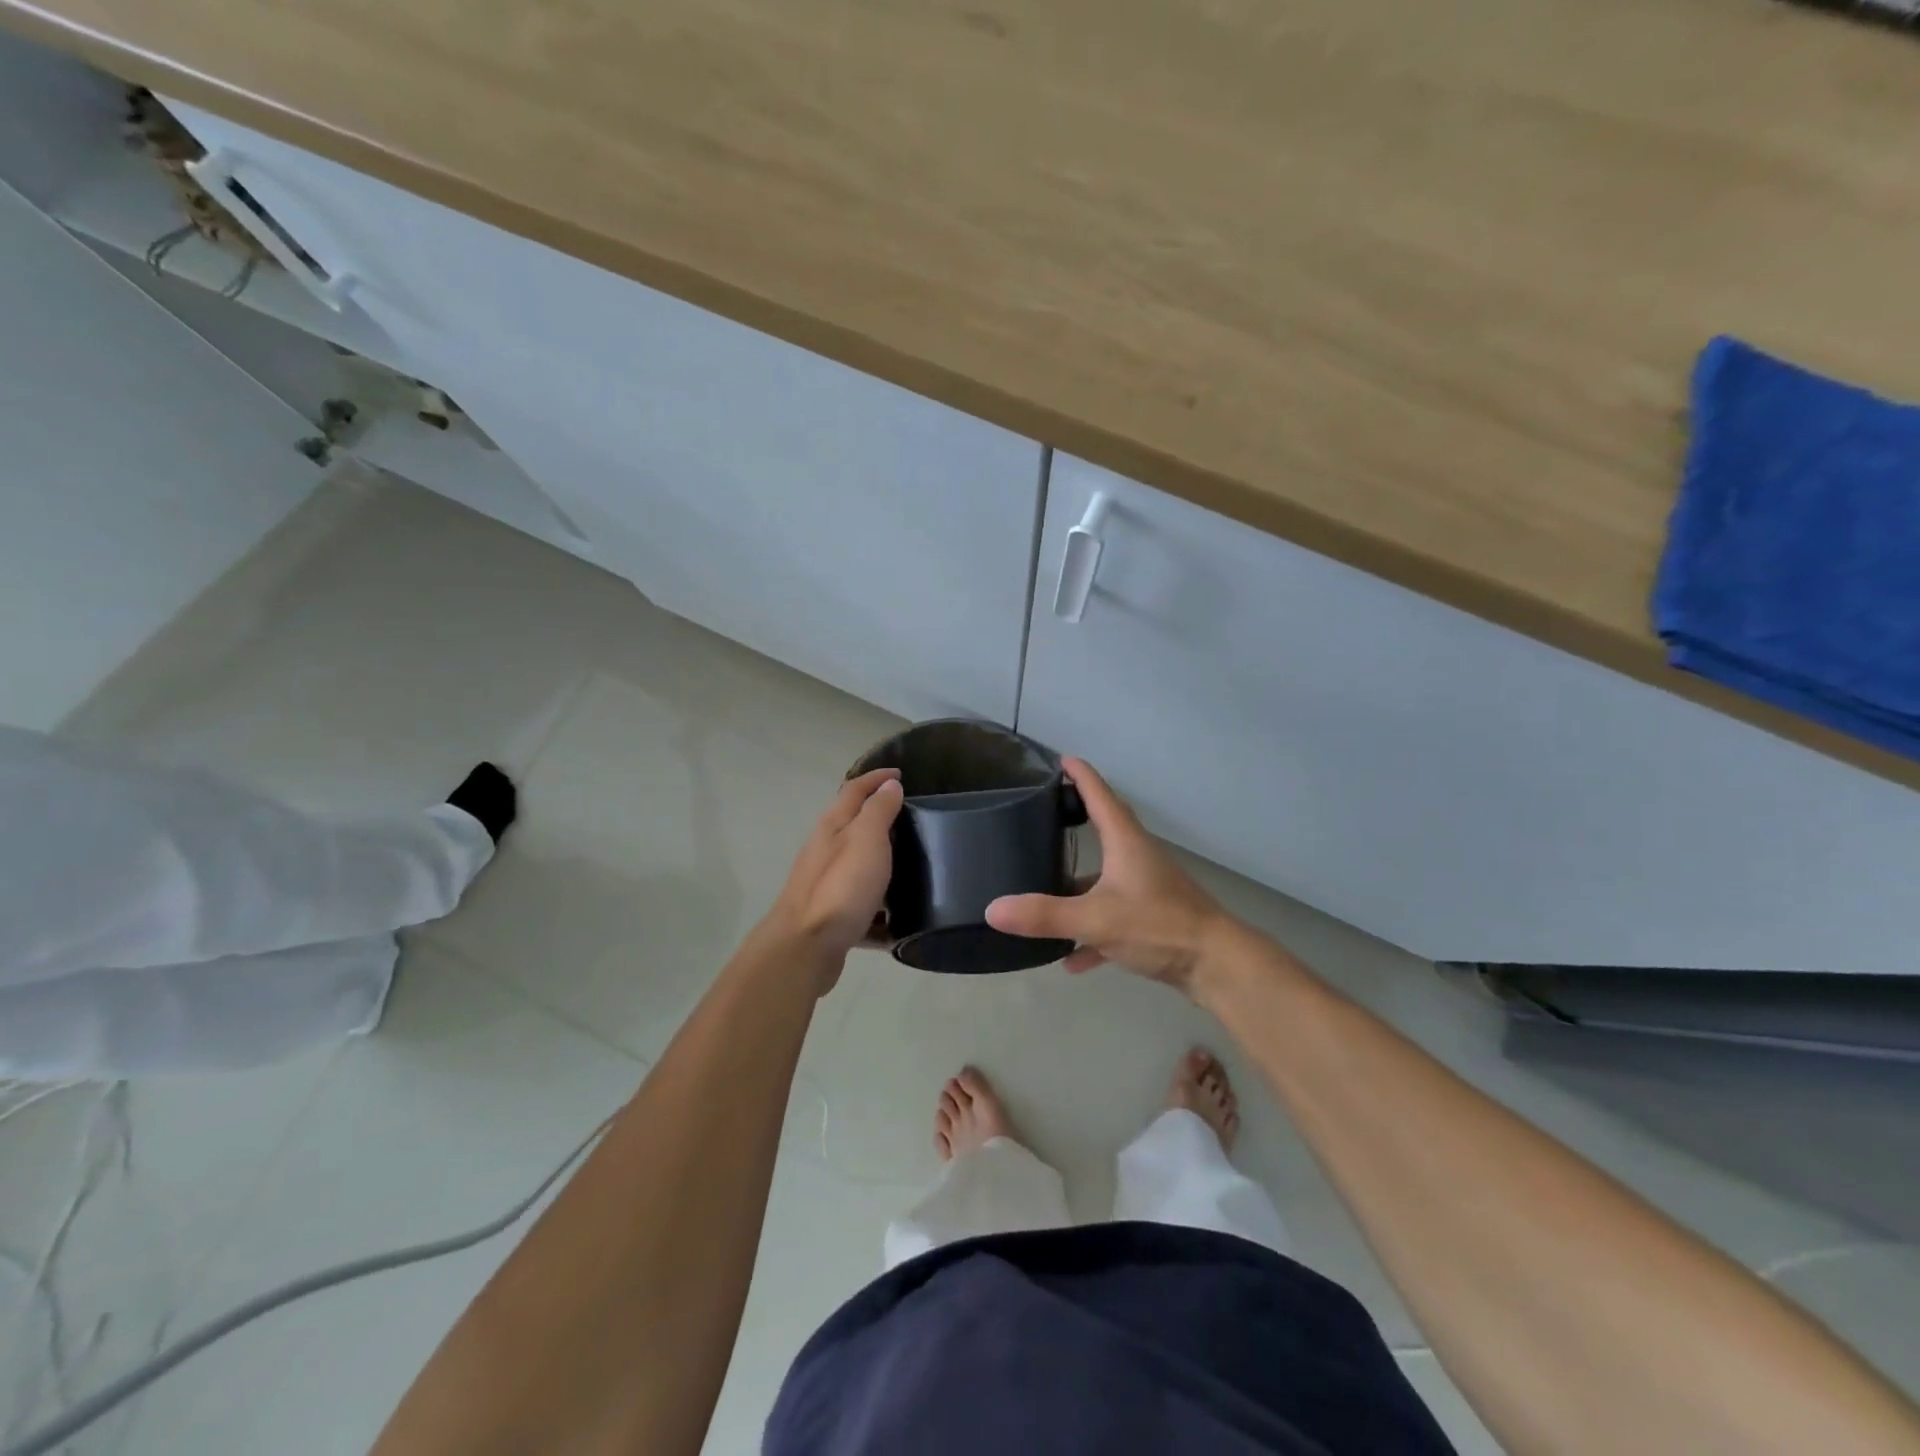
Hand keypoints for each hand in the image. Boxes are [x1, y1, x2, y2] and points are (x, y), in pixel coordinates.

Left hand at [762, 768, 903, 987]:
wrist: (805, 948)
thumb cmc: (840, 887)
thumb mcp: (866, 840)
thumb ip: (878, 811)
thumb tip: (889, 786)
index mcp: (833, 827)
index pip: (854, 790)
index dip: (876, 778)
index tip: (901, 774)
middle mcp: (826, 851)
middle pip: (854, 827)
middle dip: (881, 821)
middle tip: (915, 822)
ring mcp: (827, 885)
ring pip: (859, 866)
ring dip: (883, 864)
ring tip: (915, 870)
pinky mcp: (833, 917)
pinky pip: (863, 905)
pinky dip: (880, 908)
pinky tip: (900, 919)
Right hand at [986, 759, 1234, 997]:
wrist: (1216, 965)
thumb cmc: (1158, 926)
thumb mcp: (1096, 920)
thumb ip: (1045, 915)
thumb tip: (992, 909)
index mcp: (1125, 842)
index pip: (1099, 795)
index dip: (1080, 775)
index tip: (1060, 759)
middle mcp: (1136, 857)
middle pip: (1103, 830)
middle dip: (1074, 821)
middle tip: (1042, 815)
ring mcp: (1146, 888)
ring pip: (1104, 879)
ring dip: (1077, 887)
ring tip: (1042, 892)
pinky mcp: (1151, 919)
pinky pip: (1112, 919)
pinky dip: (1091, 934)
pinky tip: (1071, 960)